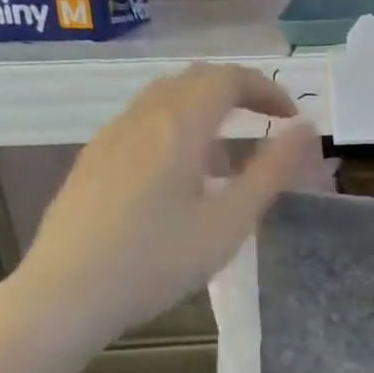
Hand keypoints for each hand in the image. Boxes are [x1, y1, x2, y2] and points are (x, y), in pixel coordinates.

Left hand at [12, 64, 317, 348]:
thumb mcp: (229, 223)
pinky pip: (142, 125)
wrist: (66, 293)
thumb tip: (307, 131)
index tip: (292, 118)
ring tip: (228, 156)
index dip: (266, 89)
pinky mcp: (92, 162)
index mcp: (177, 126)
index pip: (227, 79)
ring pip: (163, 100)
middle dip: (237, 93)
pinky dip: (176, 130)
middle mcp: (140, 118)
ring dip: (205, 110)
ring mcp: (109, 138)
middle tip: (267, 123)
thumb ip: (271, 173)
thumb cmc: (157, 261)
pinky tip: (181, 178)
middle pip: (193, 80)